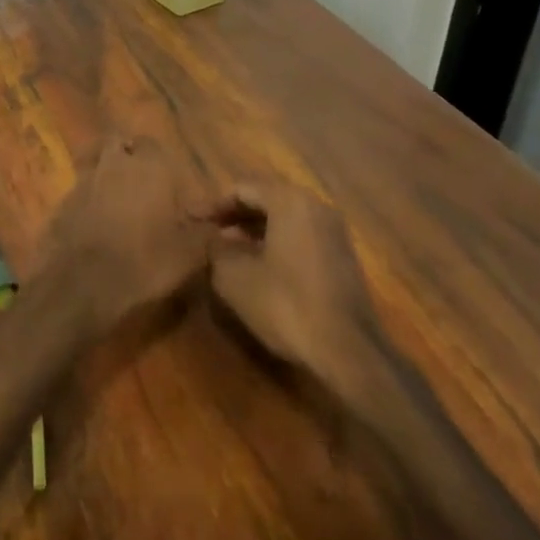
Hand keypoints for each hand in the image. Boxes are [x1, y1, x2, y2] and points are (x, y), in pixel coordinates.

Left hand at [43, 136, 216, 330]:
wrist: (84, 284)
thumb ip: (207, 232)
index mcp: (150, 166)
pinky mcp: (61, 203)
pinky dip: (87, 200)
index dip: (158, 160)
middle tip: (141, 184)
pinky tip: (95, 224)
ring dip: (105, 176)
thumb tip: (222, 225)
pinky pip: (78, 191)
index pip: (152, 144)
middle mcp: (114, 163)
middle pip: (117, 145)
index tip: (167, 182)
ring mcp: (83, 180)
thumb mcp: (191, 253)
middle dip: (127, 157)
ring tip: (118, 203)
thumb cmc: (146, 261)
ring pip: (95, 164)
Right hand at [207, 182, 404, 420]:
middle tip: (207, 231)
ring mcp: (334, 232)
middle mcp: (316, 207)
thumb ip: (217, 249)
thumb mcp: (234, 276)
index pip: (242, 189)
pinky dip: (275, 243)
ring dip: (254, 230)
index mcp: (290, 201)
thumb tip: (216, 239)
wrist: (348, 350)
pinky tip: (258, 266)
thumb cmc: (285, 304)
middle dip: (234, 215)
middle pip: (266, 199)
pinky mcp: (342, 258)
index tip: (190, 218)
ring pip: (284, 219)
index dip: (212, 204)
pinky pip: (300, 237)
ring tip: (227, 249)